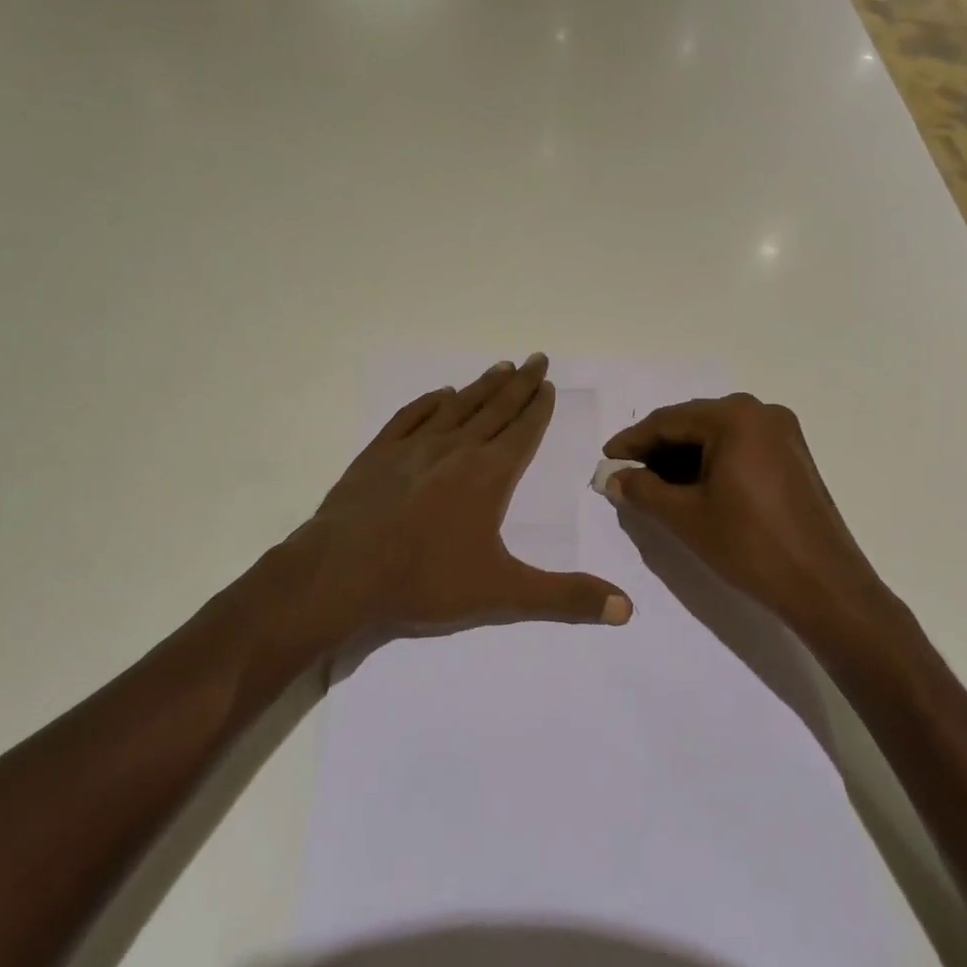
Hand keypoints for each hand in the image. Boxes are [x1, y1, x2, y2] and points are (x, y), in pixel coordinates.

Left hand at [284, 354, 632, 643]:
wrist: (340, 574)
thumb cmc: (424, 581)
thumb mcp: (502, 594)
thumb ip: (564, 598)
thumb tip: (627, 608)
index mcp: (488, 475)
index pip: (522, 431)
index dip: (538, 407)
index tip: (548, 383)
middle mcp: (455, 449)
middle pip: (495, 408)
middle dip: (519, 384)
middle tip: (536, 358)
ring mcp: (413, 448)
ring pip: (457, 407)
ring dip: (481, 387)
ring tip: (500, 367)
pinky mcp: (378, 454)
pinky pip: (411, 417)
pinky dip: (429, 403)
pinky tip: (439, 395)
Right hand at [600, 394, 889, 637]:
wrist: (824, 586)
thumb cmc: (749, 545)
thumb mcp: (685, 517)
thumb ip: (643, 490)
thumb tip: (613, 477)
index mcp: (734, 417)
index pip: (668, 421)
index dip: (632, 442)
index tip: (606, 460)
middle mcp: (761, 412)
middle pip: (693, 424)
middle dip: (657, 450)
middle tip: (626, 475)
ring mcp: (782, 433)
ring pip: (716, 437)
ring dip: (683, 458)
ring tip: (652, 486)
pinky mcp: (793, 456)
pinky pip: (739, 448)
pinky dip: (711, 464)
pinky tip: (690, 488)